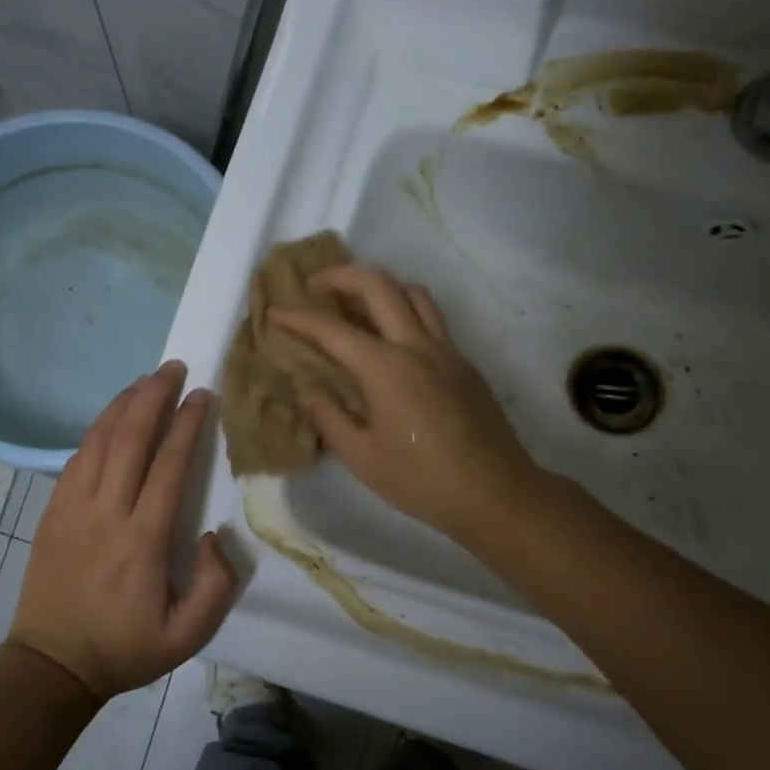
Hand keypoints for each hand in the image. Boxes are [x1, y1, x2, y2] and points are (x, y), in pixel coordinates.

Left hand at [11, 362, 239, 701]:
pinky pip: (76, 458)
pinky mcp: (51, 512)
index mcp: (141, 540)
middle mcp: (105, 513)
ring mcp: (72, 509)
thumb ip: (215, 585)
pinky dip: (96, 430)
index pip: (168, 466)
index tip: (203, 396)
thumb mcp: (187, 636)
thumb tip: (215, 534)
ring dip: (122, 405)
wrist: (52, 664)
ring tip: (145, 380)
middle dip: (153, 396)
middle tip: (173, 368)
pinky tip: (111, 419)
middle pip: (130, 439)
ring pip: (97, 440)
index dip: (187, 425)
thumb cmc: (124, 649)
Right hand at [269, 266, 540, 538]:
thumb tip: (306, 387)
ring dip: (379, 286)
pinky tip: (392, 339)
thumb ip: (328, 415)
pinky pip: (432, 317)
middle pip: (378, 285)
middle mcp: (417, 346)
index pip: (332, 329)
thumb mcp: (361, 456)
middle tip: (315, 287)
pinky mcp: (464, 362)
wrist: (495, 492)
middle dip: (340, 276)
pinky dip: (405, 309)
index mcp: (385, 368)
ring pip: (412, 292)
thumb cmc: (421, 480)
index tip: (275, 313)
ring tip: (356, 304)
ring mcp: (446, 350)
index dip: (298, 318)